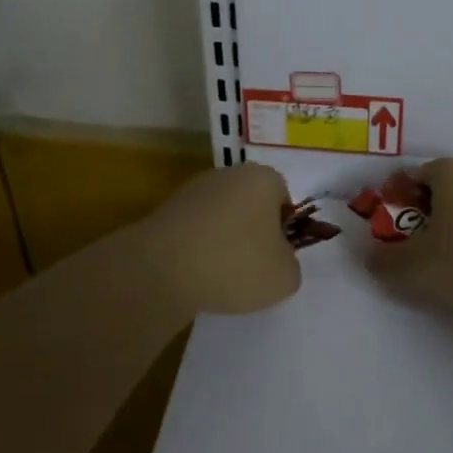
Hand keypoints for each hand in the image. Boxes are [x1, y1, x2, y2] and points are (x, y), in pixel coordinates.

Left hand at [133, 162, 301, 316]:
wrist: (162, 269)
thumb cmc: (235, 263)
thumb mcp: (284, 277)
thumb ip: (290, 265)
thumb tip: (276, 260)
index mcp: (262, 178)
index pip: (283, 197)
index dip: (284, 227)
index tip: (276, 255)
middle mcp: (227, 174)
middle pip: (250, 204)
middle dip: (253, 233)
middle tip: (253, 268)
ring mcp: (192, 191)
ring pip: (221, 218)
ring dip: (224, 242)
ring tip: (221, 277)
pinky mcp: (166, 211)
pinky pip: (194, 232)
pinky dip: (198, 250)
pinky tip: (195, 275)